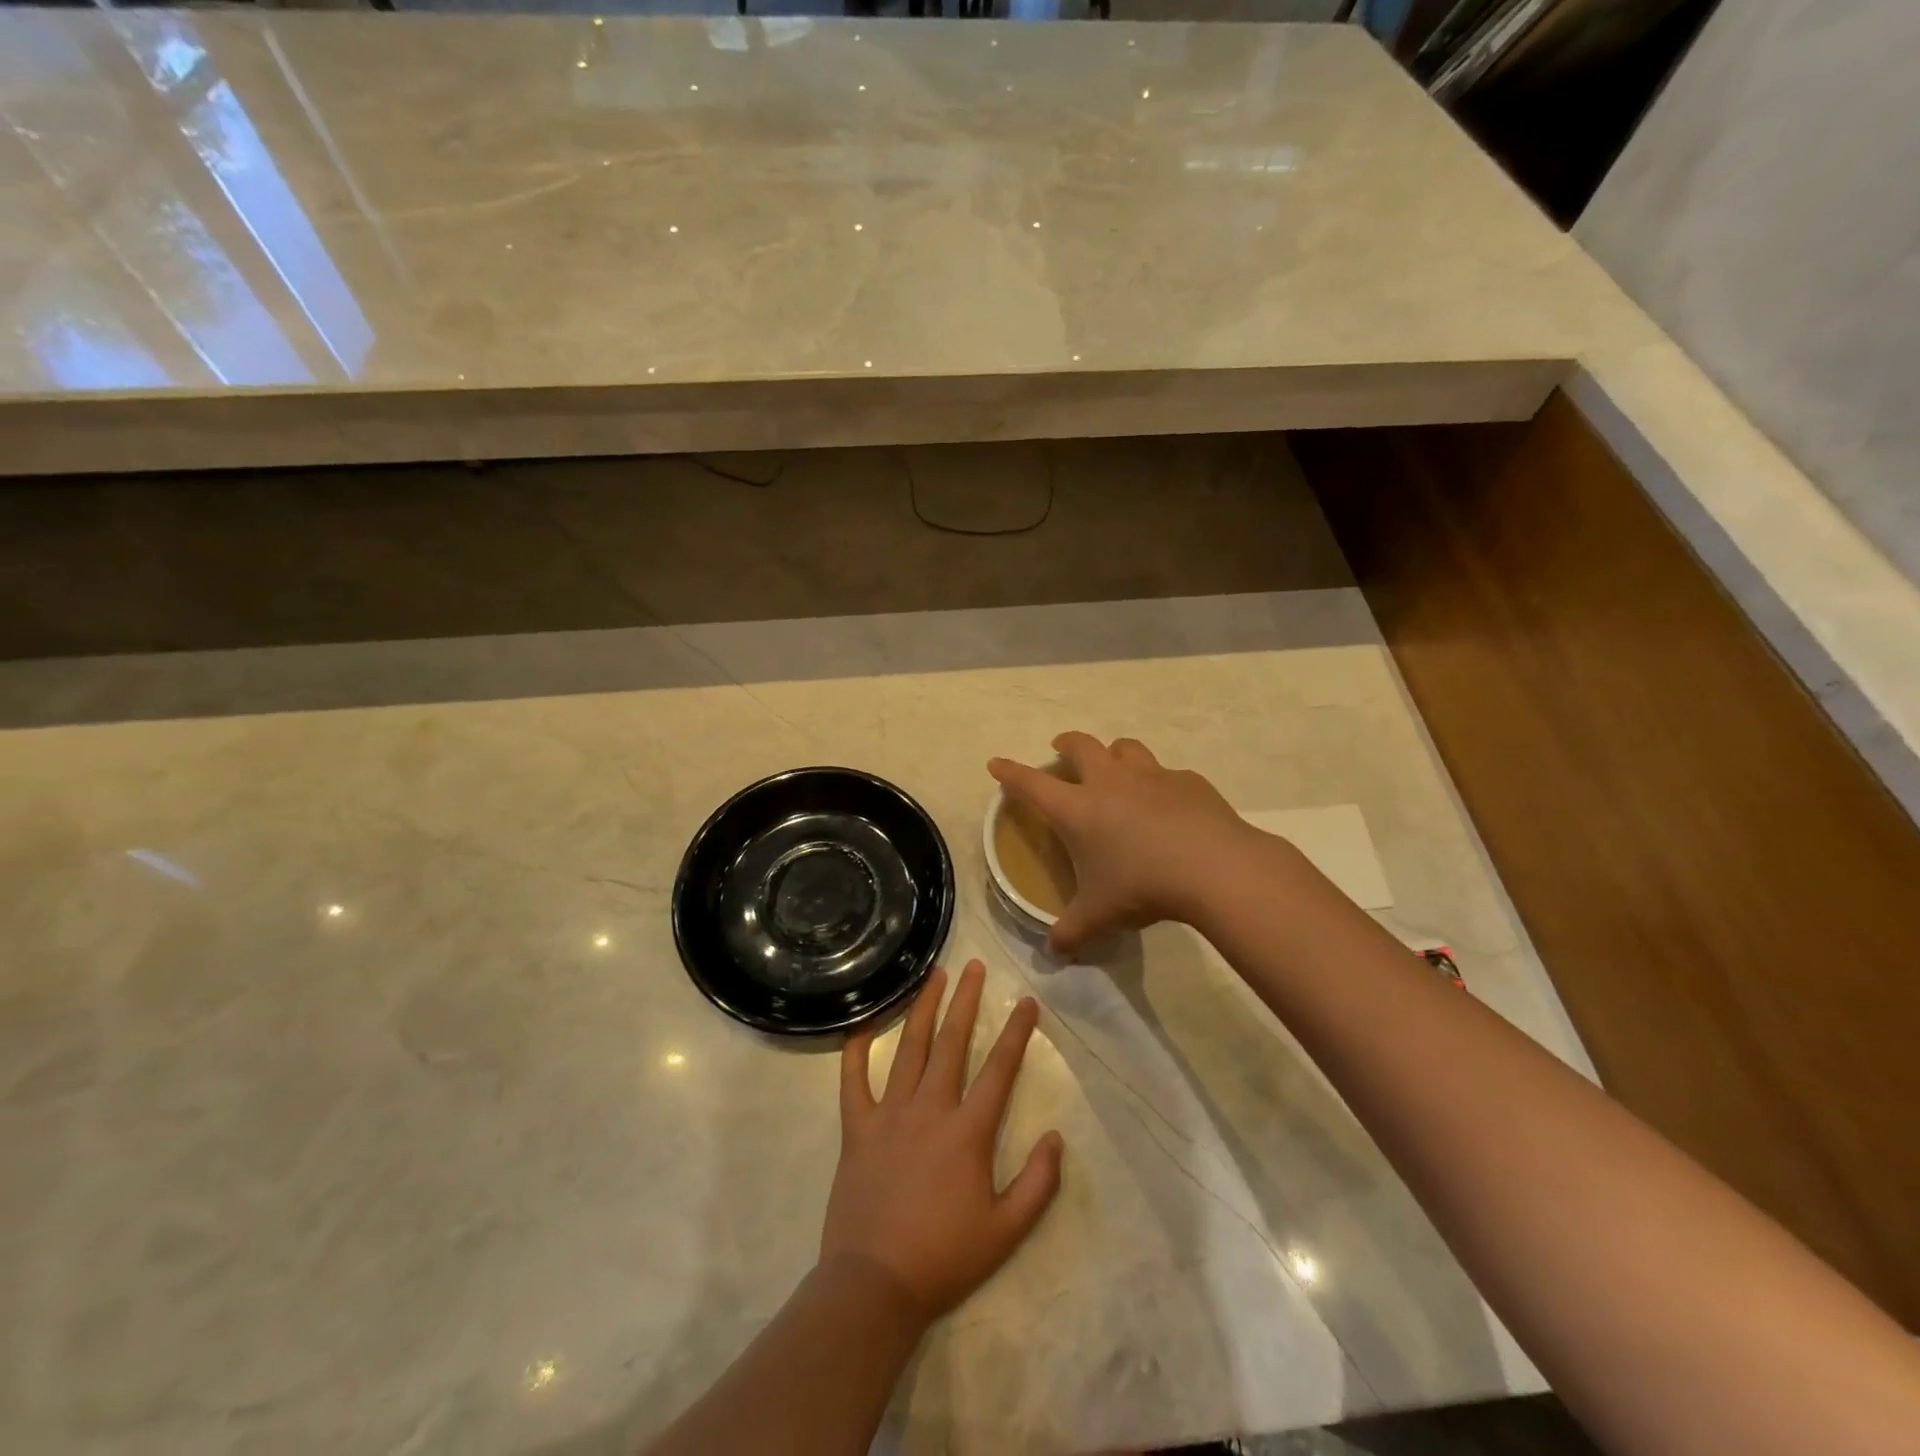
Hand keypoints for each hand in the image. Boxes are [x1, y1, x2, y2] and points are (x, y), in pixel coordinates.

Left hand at [821, 962, 1063, 1324]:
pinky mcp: (856, 1127)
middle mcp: (929, 1109)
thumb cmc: (944, 1258)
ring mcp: (889, 1114)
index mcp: (967, 1132)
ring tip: (934, 976)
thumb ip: (1038, 1184)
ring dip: (922, 1008)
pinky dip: (856, 1050)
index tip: (1027, 1002)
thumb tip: (1056, 1136)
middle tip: (975, 966)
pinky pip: (853, 1080)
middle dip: (966, 1000)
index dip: (1016, 1033)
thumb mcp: (1006, 1232)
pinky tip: (862, 1023)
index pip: (999, 1070)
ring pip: (908, 1048)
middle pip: (951, 1042)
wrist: (874, 1286)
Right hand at [989, 731, 1275, 955]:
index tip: (996, 763)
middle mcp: (1109, 782)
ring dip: (1114, 753)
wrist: (1214, 868)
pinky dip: (1159, 783)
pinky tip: (1169, 805)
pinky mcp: (1187, 781)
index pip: (1031, 784)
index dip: (1010, 772)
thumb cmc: (1142, 886)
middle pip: (1080, 745)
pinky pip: (1167, 773)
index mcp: (1077, 809)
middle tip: (1060, 750)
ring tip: (1115, 768)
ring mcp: (1151, 776)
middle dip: (1065, 744)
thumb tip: (1053, 952)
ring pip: (1125, 748)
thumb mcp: (1099, 916)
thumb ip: (1070, 932)